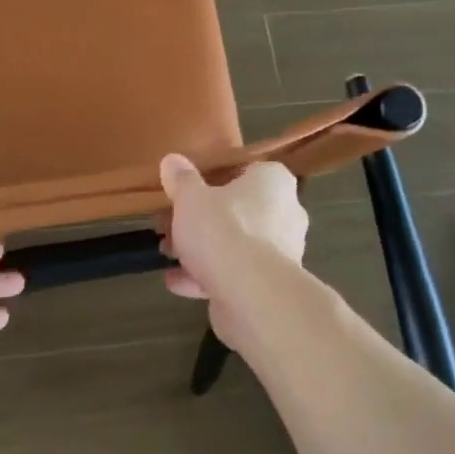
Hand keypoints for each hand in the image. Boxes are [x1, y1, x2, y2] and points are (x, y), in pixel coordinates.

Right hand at [159, 156, 307, 345]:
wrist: (249, 293)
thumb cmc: (222, 229)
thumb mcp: (190, 197)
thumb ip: (181, 179)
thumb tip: (172, 161)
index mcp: (274, 182)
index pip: (246, 171)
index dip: (214, 179)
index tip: (187, 191)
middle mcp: (286, 214)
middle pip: (237, 211)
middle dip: (201, 221)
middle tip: (169, 225)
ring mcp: (281, 253)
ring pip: (235, 245)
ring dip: (201, 251)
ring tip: (168, 255)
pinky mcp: (271, 285)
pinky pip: (236, 275)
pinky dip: (207, 278)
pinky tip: (176, 283)